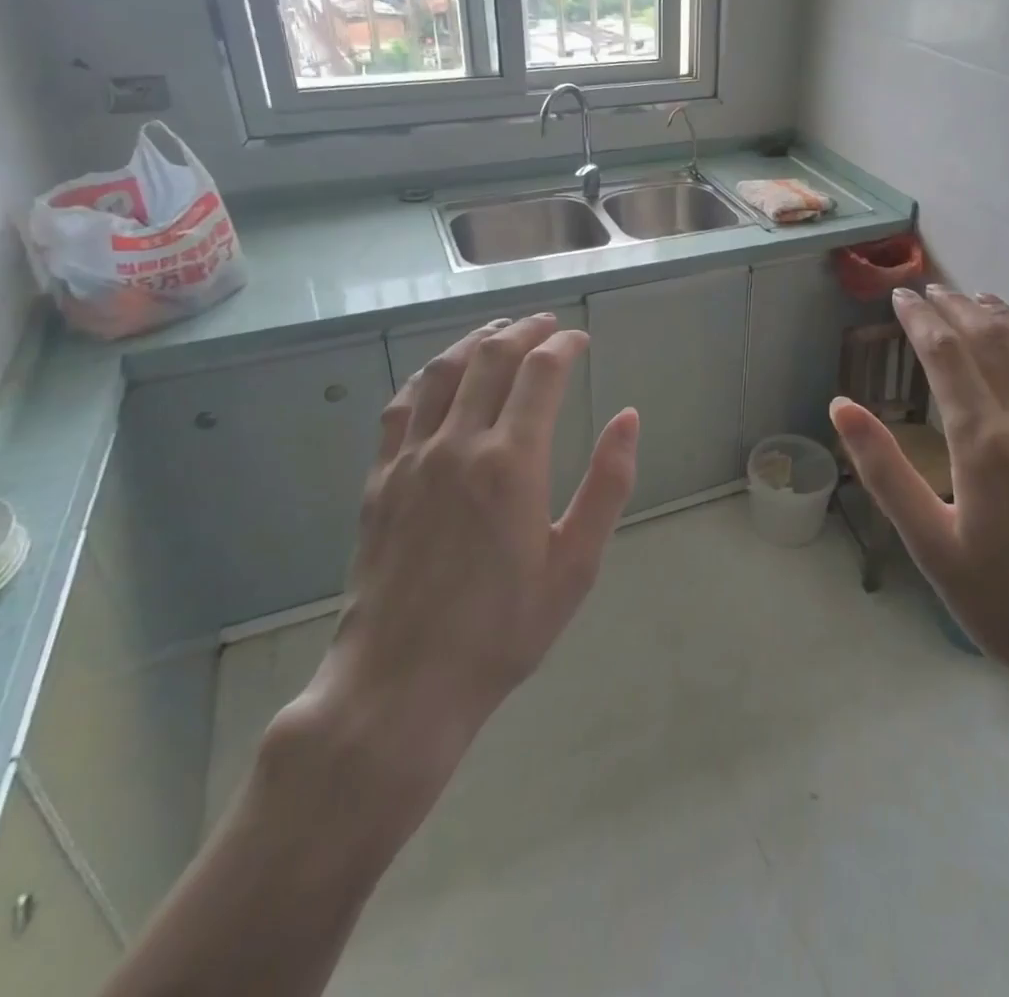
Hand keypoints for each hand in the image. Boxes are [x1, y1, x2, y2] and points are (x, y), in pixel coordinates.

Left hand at [284, 315, 639, 796]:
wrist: (401, 685)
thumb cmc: (502, 630)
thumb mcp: (575, 565)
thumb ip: (607, 485)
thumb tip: (629, 418)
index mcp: (511, 463)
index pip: (541, 373)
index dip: (564, 345)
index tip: (580, 339)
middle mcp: (457, 444)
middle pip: (491, 358)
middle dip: (524, 331)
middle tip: (547, 324)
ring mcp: (410, 458)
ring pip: (442, 372)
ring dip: (475, 342)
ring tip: (499, 332)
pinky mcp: (379, 479)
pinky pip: (400, 407)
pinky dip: (426, 377)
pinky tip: (439, 375)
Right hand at [831, 288, 1008, 760]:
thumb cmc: (1007, 609)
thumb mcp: (928, 544)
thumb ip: (883, 469)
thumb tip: (841, 406)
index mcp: (985, 442)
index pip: (946, 355)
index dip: (920, 319)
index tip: (902, 297)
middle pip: (995, 341)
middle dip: (959, 308)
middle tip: (933, 289)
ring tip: (983, 300)